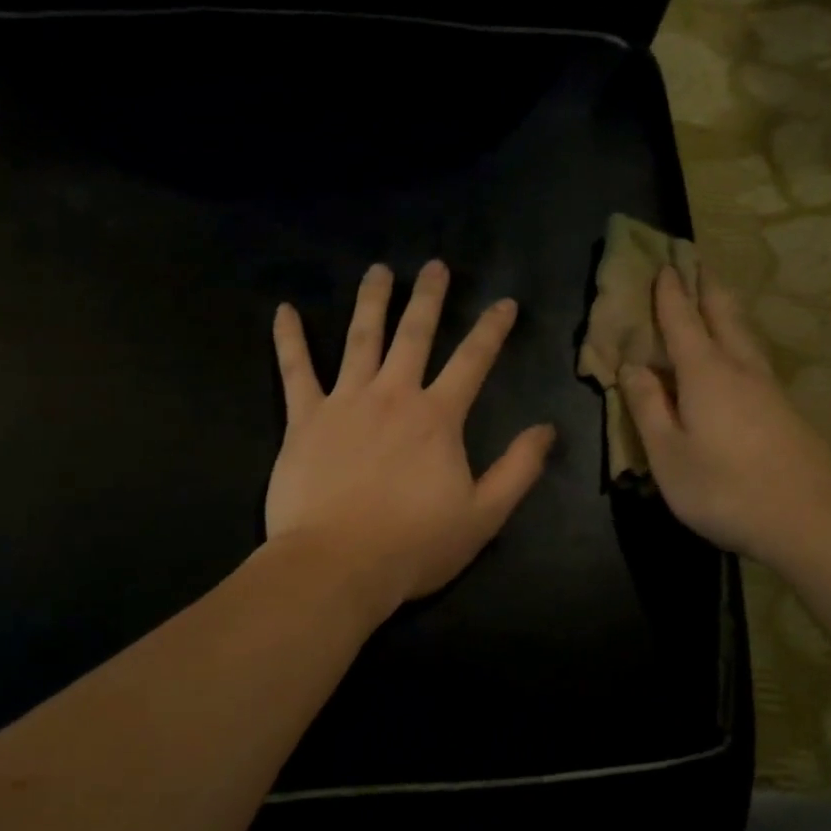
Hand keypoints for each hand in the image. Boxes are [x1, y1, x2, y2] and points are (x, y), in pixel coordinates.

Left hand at [267, 260, 556, 620]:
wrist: (338, 565)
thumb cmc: (414, 546)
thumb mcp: (483, 516)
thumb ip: (518, 470)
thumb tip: (546, 430)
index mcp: (437, 418)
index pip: (472, 361)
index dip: (492, 329)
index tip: (504, 302)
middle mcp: (393, 396)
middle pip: (414, 335)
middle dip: (429, 298)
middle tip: (435, 266)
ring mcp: (345, 403)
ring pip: (360, 339)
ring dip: (371, 302)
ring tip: (378, 271)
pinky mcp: (304, 419)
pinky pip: (295, 371)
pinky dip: (288, 340)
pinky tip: (283, 310)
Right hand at [621, 267, 830, 564]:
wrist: (808, 519)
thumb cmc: (723, 488)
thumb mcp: (667, 454)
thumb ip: (647, 408)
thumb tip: (632, 366)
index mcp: (705, 374)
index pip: (682, 323)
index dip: (670, 295)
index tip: (665, 265)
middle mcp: (739, 369)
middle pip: (723, 317)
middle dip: (706, 289)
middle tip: (697, 263)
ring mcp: (768, 389)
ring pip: (745, 336)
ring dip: (728, 311)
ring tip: (718, 297)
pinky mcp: (785, 410)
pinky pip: (755, 359)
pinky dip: (740, 341)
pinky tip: (741, 354)